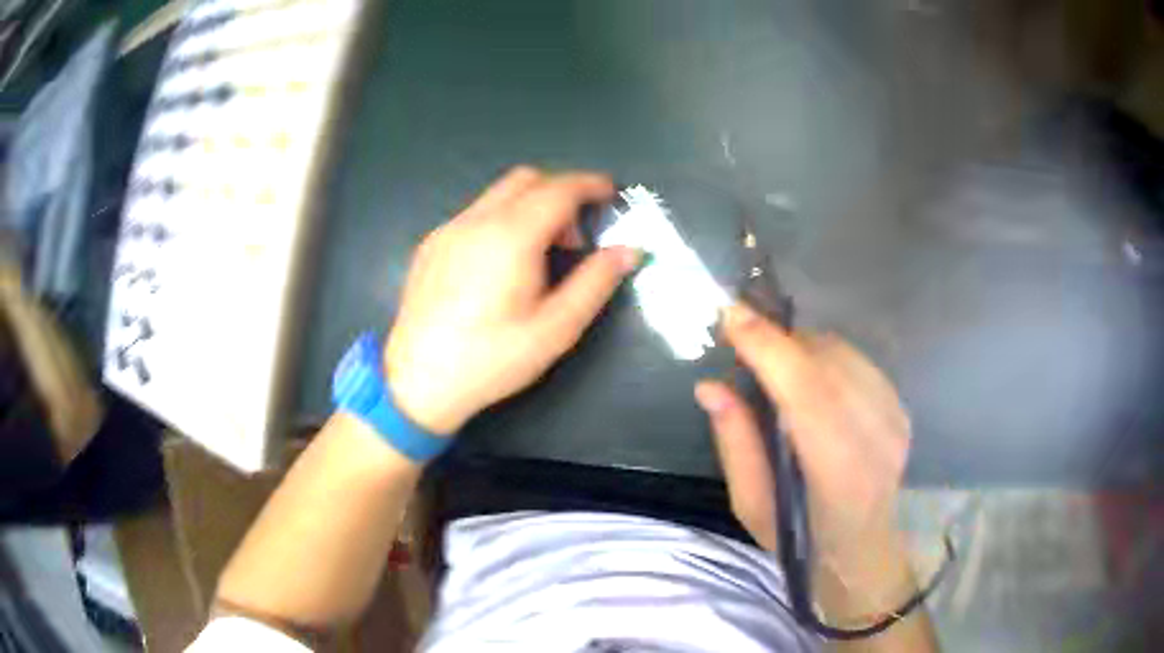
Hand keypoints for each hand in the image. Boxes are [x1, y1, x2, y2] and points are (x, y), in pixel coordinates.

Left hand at [385, 166, 639, 434]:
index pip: (559, 188)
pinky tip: (501, 264)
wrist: (417, 382)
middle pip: (526, 179)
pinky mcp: (431, 244)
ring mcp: (448, 230)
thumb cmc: (491, 359)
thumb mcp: (555, 329)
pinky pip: (475, 213)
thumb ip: (596, 282)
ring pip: (498, 194)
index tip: (612, 193)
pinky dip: (502, 219)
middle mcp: (475, 220)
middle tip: (576, 236)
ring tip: (541, 254)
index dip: (590, 184)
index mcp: (511, 236)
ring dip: (530, 205)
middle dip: (561, 192)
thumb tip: (629, 249)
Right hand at [694, 303, 910, 568]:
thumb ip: (736, 445)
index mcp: (838, 476)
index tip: (731, 316)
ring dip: (801, 348)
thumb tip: (709, 386)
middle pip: (827, 363)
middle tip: (745, 343)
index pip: (807, 396)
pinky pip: (857, 361)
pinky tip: (811, 382)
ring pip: (843, 354)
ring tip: (777, 367)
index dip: (769, 349)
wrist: (863, 547)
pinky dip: (825, 358)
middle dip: (779, 341)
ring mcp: (895, 420)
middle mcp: (877, 439)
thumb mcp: (752, 506)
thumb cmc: (801, 538)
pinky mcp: (902, 408)